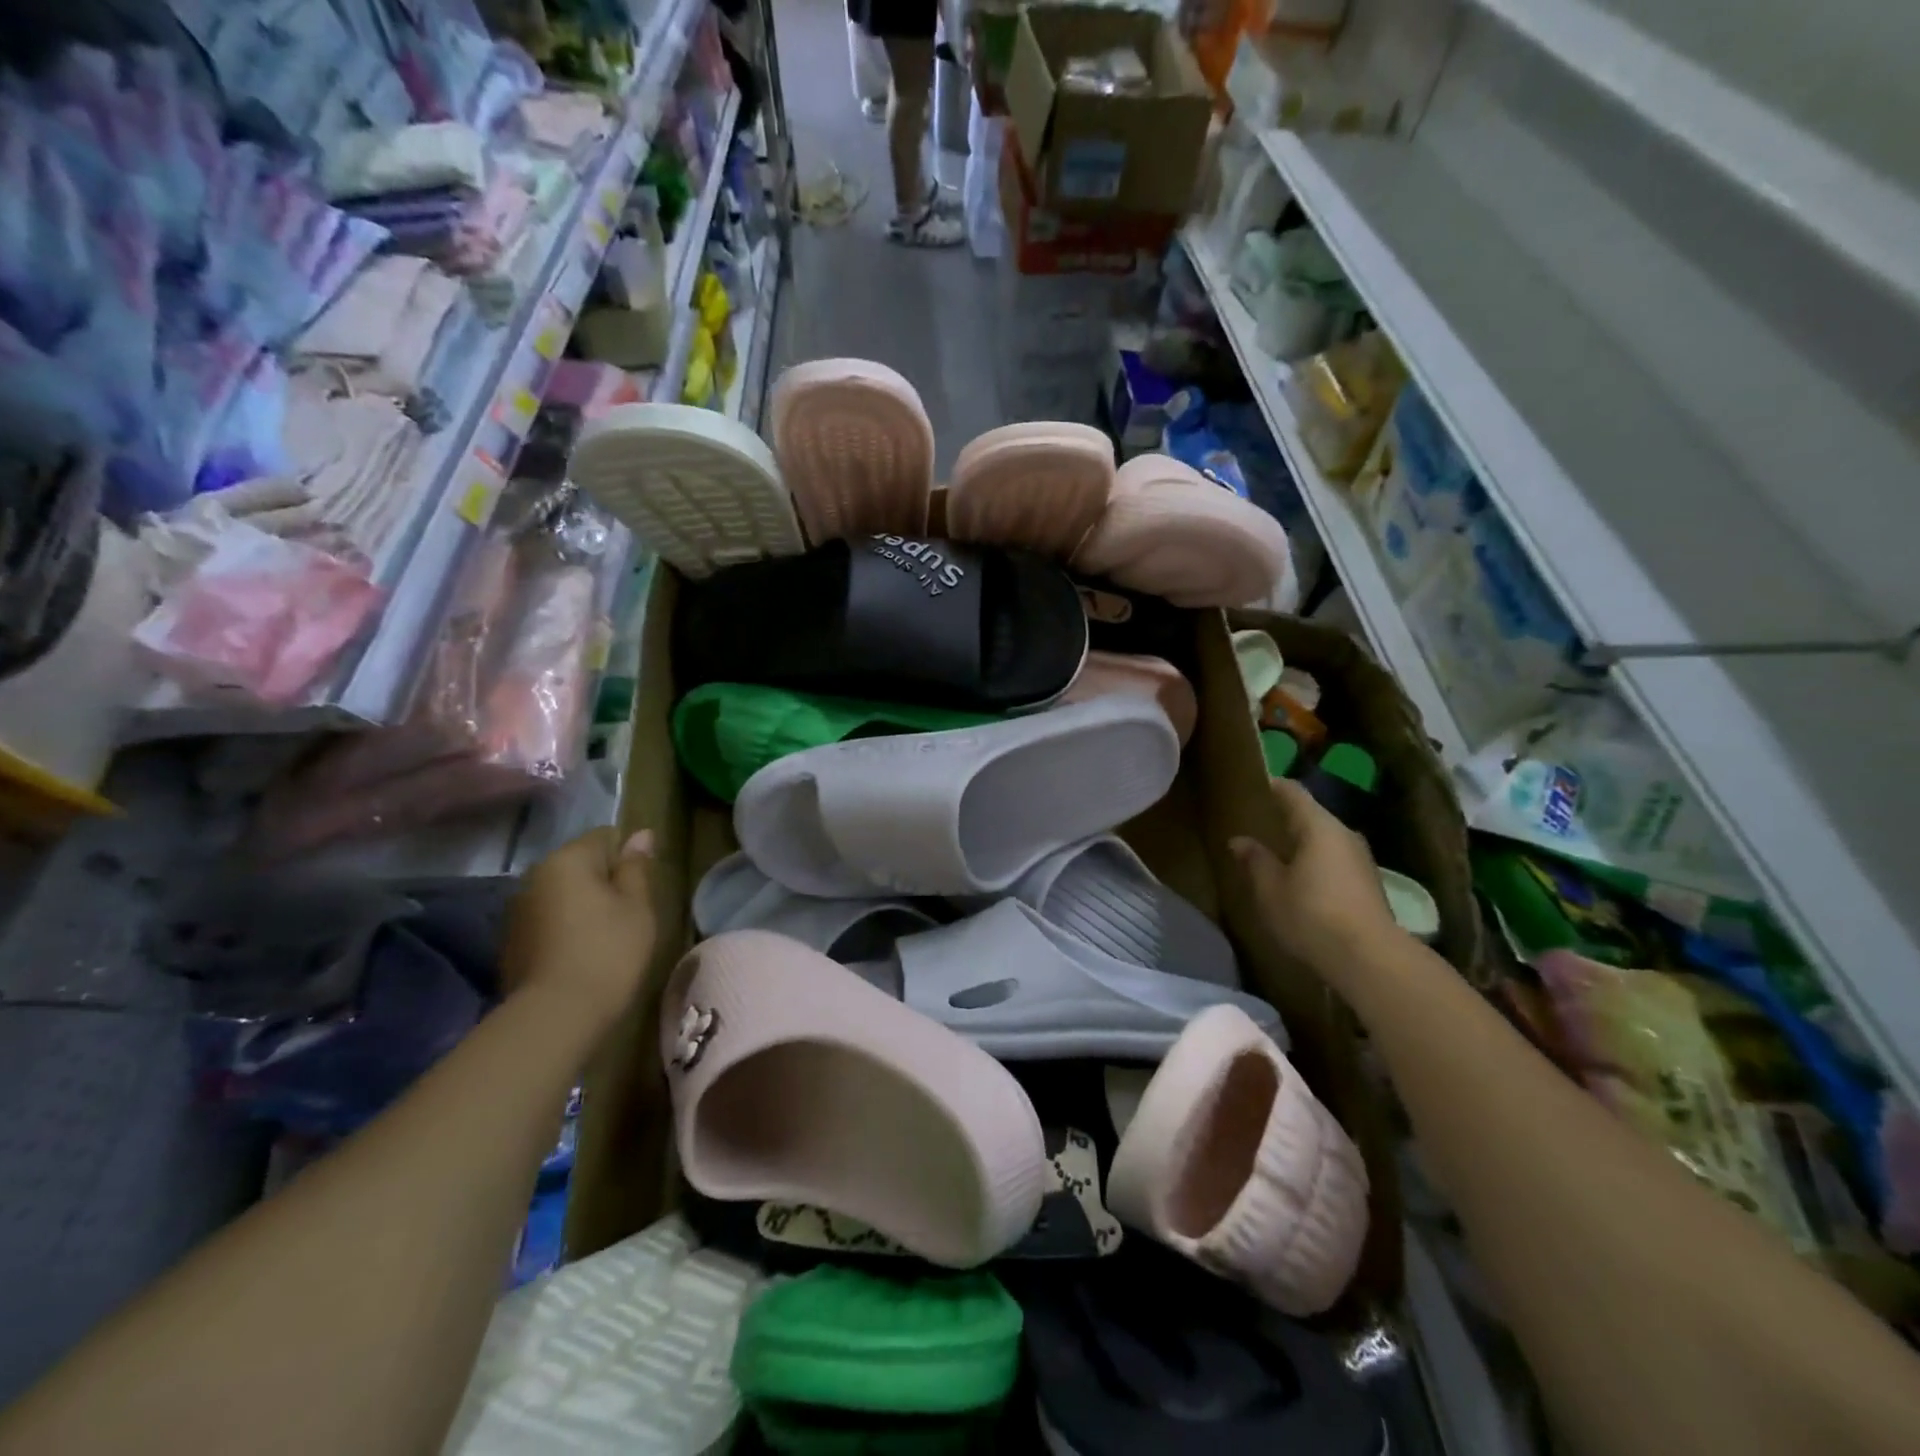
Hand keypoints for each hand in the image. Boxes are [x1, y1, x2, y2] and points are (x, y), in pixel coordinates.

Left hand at [501, 827, 656, 1031]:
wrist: (555, 1016)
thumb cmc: (608, 952)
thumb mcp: (637, 906)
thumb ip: (636, 867)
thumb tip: (640, 834)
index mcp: (567, 860)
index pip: (604, 837)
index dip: (628, 858)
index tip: (641, 888)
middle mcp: (535, 876)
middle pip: (579, 865)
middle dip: (603, 881)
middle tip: (628, 914)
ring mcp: (517, 910)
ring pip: (561, 894)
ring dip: (582, 906)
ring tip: (605, 937)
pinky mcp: (510, 942)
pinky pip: (547, 920)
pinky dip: (564, 928)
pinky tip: (580, 955)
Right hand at [1231, 778, 1401, 990]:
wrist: (1370, 959)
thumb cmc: (1311, 915)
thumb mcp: (1270, 889)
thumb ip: (1255, 860)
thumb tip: (1240, 840)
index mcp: (1318, 827)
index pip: (1293, 793)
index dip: (1273, 787)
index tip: (1254, 786)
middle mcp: (1344, 835)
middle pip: (1312, 817)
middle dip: (1285, 819)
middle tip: (1258, 825)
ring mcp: (1361, 860)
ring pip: (1325, 841)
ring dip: (1302, 845)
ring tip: (1275, 854)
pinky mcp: (1368, 885)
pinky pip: (1335, 862)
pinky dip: (1315, 863)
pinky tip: (1300, 881)